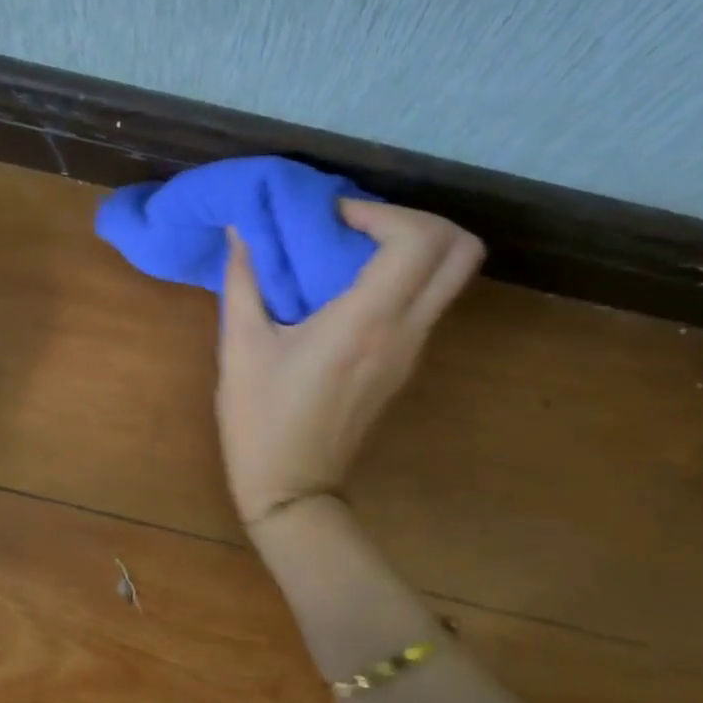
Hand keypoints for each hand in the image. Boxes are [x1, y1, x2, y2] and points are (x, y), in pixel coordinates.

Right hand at [217, 201, 483, 528]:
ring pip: (451, 277)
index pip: (418, 240)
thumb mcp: (241, 348)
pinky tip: (351, 286)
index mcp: (366, 322)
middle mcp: (405, 332)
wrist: (293, 491)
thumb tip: (240, 231)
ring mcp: (414, 352)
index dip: (383, 211)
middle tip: (363, 224)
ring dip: (414, 248)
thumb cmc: (261, 420)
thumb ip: (243, 280)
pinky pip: (429, 302)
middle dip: (419, 220)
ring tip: (353, 250)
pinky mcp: (407, 366)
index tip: (336, 217)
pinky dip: (406, 277)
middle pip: (462, 252)